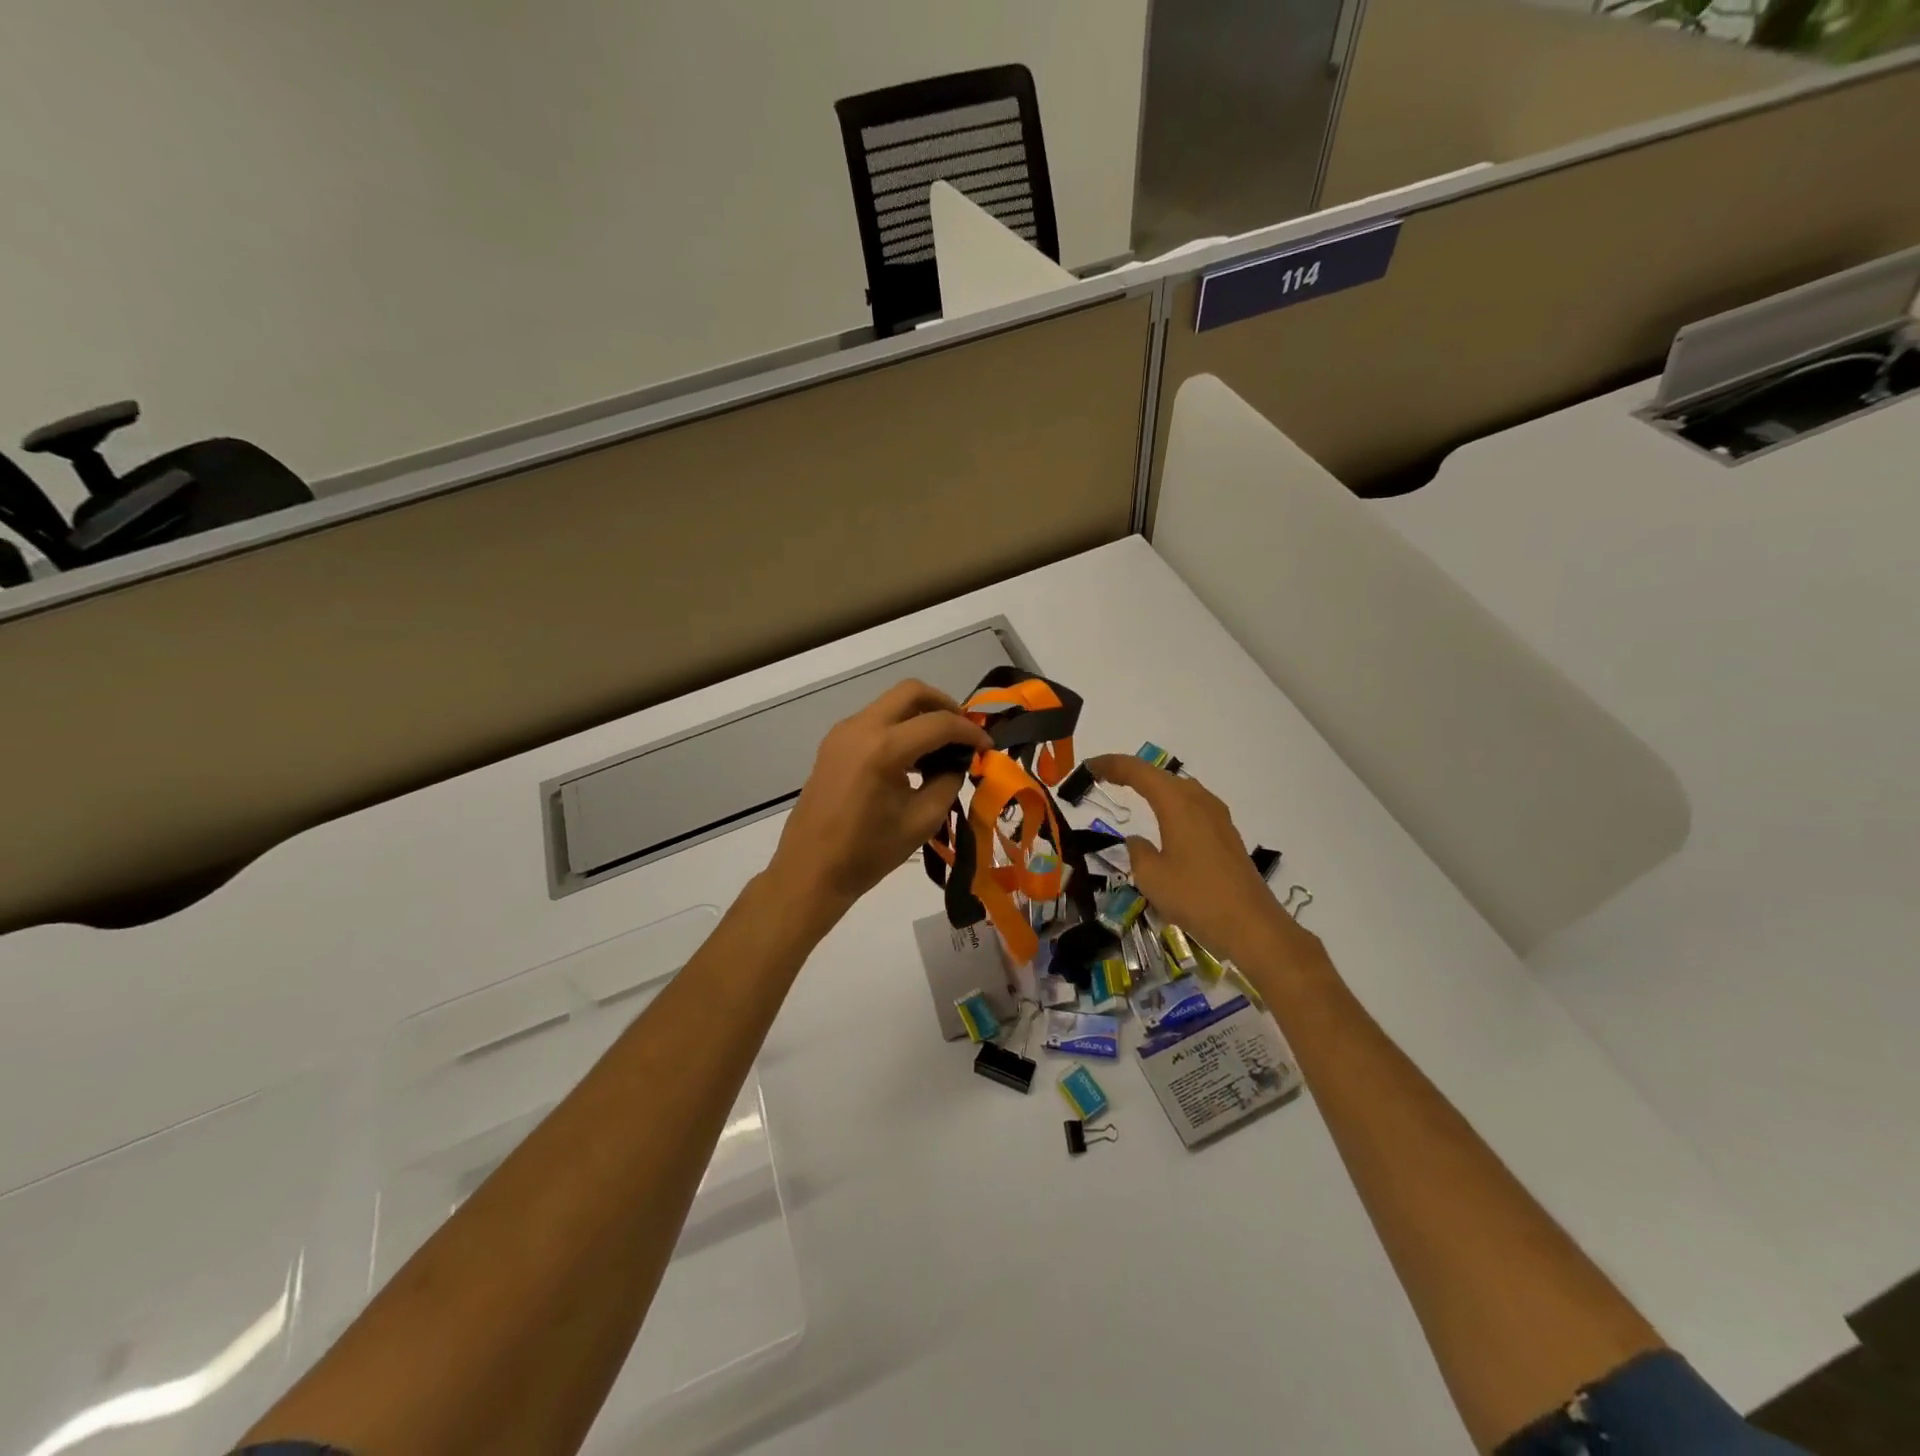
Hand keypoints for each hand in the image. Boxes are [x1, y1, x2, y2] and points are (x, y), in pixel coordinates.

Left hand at [768, 680, 991, 917]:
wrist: (811, 870)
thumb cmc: (868, 852)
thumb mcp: (922, 820)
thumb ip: (948, 781)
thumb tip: (959, 761)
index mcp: (884, 748)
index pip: (939, 723)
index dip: (970, 733)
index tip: (987, 748)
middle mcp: (861, 728)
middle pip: (912, 691)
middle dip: (945, 705)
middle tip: (964, 732)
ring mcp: (843, 732)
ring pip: (891, 703)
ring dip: (921, 715)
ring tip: (941, 748)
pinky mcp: (834, 743)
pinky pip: (875, 720)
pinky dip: (900, 727)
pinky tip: (912, 757)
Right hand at [1087, 755, 1318, 967]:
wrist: (1252, 926)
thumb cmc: (1196, 897)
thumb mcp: (1151, 877)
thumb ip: (1137, 852)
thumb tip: (1137, 841)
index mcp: (1178, 803)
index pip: (1139, 772)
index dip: (1112, 765)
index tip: (1089, 766)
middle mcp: (1199, 801)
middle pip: (1161, 775)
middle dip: (1131, 772)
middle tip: (1104, 776)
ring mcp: (1217, 818)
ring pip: (1179, 789)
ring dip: (1154, 786)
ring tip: (1131, 791)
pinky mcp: (1226, 836)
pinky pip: (1192, 806)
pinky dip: (1171, 803)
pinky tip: (1165, 818)